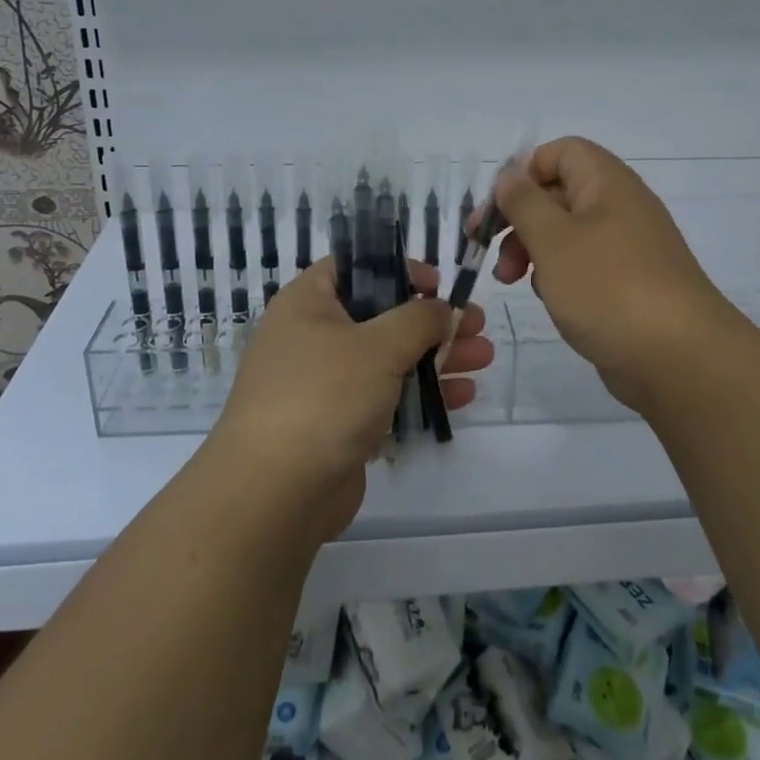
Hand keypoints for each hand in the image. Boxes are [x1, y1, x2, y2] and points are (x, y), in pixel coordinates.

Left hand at [207, 258, 492, 543]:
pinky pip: (385, 397)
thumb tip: (441, 308)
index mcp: (308, 303)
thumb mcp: (379, 345)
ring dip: (436, 357)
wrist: (275, 492)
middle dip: (432, 321)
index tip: (438, 283)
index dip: (399, 269)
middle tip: (477, 324)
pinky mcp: (337, 424)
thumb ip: (418, 319)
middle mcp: (311, 336)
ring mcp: (323, 383)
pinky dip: (420, 393)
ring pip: (388, 359)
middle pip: (381, 315)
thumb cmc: (325, 395)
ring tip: (485, 358)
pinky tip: (463, 396)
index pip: (355, 267)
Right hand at [492, 136, 734, 411]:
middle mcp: (620, 207)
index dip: (523, 172)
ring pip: (567, 233)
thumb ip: (524, 202)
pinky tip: (551, 300)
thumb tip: (510, 175)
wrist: (679, 358)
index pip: (560, 152)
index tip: (496, 208)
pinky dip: (559, 276)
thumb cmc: (608, 287)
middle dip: (518, 218)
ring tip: (511, 281)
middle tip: (488, 251)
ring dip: (532, 250)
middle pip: (558, 193)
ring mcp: (627, 248)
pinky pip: (584, 266)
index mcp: (607, 183)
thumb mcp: (553, 239)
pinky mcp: (628, 284)